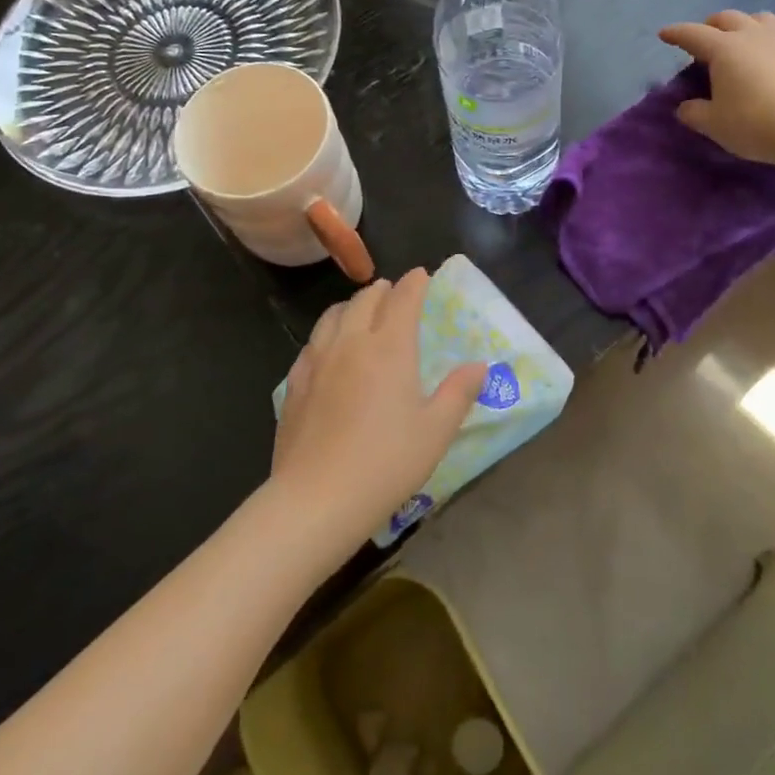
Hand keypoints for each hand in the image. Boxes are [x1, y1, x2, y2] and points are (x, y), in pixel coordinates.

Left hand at [271, 270, 484, 553]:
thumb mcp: (435, 431)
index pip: (403, 299)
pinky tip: (328, 350)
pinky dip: (327, 333)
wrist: (317, 498)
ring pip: (333, 315)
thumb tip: (479, 365)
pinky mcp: (295, 383)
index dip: (415, 283)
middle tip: (395, 293)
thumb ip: (458, 392)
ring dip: (352, 305)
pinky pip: (312, 343)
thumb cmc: (386, 462)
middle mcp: (351, 342)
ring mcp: (318, 360)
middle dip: (384, 290)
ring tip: (361, 311)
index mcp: (390, 347)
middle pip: (366, 299)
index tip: (423, 275)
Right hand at [658, 10, 774, 166]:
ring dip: (744, 25)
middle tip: (702, 40)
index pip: (693, 34)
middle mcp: (752, 37)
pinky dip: (766, 44)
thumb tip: (685, 107)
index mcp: (724, 48)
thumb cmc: (755, 123)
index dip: (676, 33)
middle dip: (711, 25)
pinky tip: (767, 62)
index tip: (664, 34)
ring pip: (759, 19)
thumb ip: (695, 113)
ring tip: (739, 42)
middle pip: (728, 18)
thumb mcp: (714, 124)